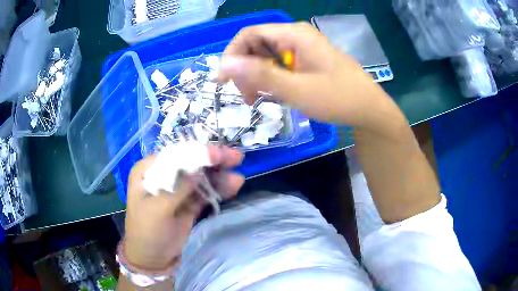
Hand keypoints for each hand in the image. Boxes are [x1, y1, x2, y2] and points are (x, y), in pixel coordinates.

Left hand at [123, 146, 244, 270]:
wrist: (152, 259)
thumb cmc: (147, 231)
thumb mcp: (158, 209)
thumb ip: (178, 188)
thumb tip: (198, 169)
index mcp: (148, 171)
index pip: (175, 155)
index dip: (197, 152)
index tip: (218, 154)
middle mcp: (162, 176)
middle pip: (191, 163)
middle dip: (213, 161)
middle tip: (236, 158)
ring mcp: (177, 190)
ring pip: (201, 178)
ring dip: (219, 177)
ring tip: (238, 179)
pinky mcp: (188, 203)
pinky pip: (205, 193)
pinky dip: (218, 190)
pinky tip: (232, 186)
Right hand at [217, 23, 390, 126]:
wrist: (369, 109)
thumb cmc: (338, 98)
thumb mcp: (297, 90)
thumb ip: (260, 75)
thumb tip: (224, 64)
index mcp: (294, 34)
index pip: (249, 34)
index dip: (231, 55)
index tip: (224, 81)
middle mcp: (296, 35)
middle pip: (256, 44)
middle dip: (245, 69)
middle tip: (246, 97)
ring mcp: (302, 47)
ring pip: (266, 55)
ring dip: (257, 76)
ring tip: (258, 99)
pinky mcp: (306, 59)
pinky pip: (280, 63)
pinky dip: (271, 78)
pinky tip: (274, 94)